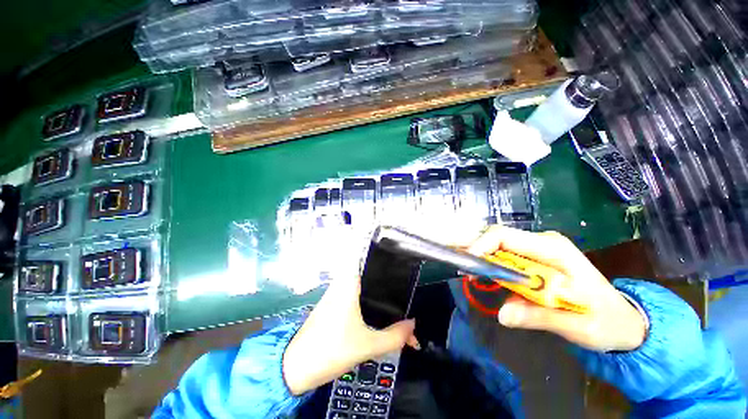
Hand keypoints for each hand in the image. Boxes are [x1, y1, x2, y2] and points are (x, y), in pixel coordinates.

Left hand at [283, 275, 419, 395]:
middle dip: (387, 289)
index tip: (401, 270)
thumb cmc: (332, 350)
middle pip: (370, 278)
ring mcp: (337, 293)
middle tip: (404, 298)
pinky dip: (368, 305)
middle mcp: (343, 283)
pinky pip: (356, 298)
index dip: (386, 263)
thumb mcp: (367, 346)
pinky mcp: (334, 305)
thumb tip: (412, 325)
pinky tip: (378, 316)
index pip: (370, 262)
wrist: (296, 367)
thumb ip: (395, 336)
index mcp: (349, 284)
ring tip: (396, 309)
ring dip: (378, 300)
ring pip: (363, 290)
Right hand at [466, 226, 646, 351]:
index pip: (505, 236)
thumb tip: (501, 314)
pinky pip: (502, 257)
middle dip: (476, 251)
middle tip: (462, 269)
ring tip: (470, 275)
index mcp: (553, 250)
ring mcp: (536, 250)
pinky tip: (484, 278)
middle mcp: (540, 243)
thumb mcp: (578, 326)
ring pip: (496, 246)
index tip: (468, 266)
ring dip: (480, 259)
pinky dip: (489, 266)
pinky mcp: (532, 260)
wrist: (622, 320)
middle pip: (496, 238)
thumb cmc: (606, 321)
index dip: (481, 245)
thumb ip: (539, 317)